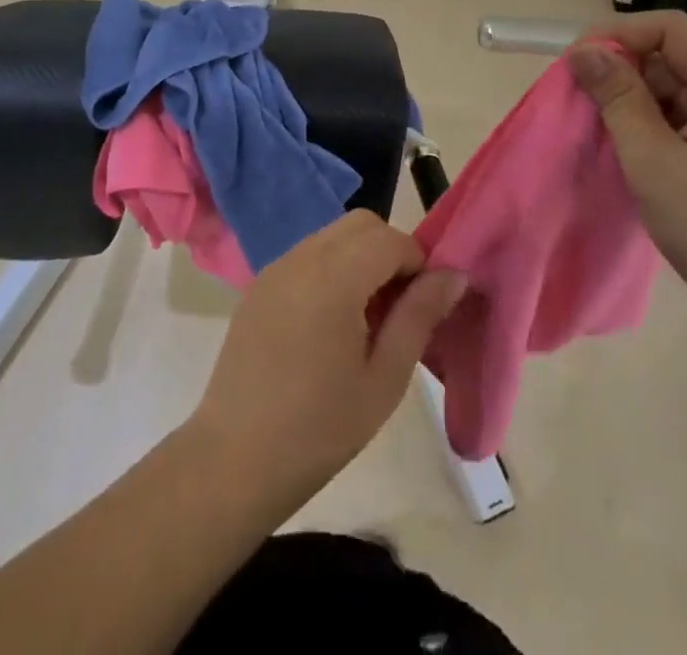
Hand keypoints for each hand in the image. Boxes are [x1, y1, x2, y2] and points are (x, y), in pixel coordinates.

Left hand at [187, 210, 465, 505]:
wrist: (232, 462)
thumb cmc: (318, 430)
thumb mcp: (384, 379)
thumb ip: (420, 316)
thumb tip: (454, 274)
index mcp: (333, 277)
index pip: (390, 238)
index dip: (417, 262)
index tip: (426, 305)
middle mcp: (301, 257)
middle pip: (360, 224)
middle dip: (391, 251)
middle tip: (399, 308)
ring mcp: (275, 268)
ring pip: (333, 236)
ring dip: (361, 258)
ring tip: (367, 319)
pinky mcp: (260, 285)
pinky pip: (308, 255)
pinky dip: (333, 268)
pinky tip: (332, 323)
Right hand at [565, 11, 686, 352]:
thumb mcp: (654, 162)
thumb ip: (618, 99)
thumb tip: (582, 50)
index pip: (670, 29)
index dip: (618, 34)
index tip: (577, 63)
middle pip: (669, 57)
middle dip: (620, 70)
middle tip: (579, 101)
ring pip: (670, 89)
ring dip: (630, 101)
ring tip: (596, 129)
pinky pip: (679, 119)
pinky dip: (647, 126)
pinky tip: (624, 150)